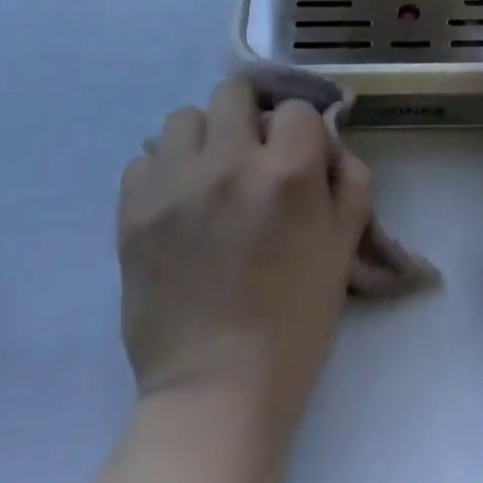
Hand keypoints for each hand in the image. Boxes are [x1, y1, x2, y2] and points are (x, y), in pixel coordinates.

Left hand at [119, 78, 371, 428]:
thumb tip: (327, 138)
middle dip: (249, 114)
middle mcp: (229, 163)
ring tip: (209, 176)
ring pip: (184, 117)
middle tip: (251, 152)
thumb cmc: (293, 321)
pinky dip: (163, 172)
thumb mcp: (344, 247)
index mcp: (287, 172)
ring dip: (203, 138)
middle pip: (234, 92)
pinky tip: (177, 204)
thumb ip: (349, 178)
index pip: (295, 106)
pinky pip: (144, 159)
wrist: (216, 390)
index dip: (301, 129)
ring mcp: (175, 184)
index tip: (297, 154)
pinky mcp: (133, 211)